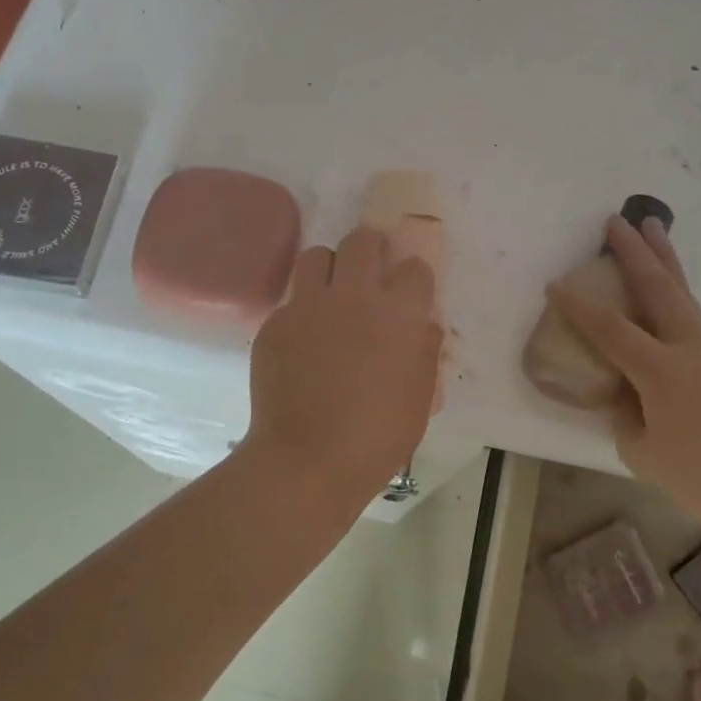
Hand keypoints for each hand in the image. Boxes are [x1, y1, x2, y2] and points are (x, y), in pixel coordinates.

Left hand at [248, 226, 442, 498]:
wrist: (309, 459)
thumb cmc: (379, 436)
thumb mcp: (421, 396)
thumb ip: (424, 351)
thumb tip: (421, 325)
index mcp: (400, 314)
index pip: (415, 268)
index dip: (413, 277)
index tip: (410, 291)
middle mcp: (355, 297)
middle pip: (363, 241)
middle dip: (371, 248)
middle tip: (370, 270)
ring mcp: (309, 306)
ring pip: (317, 255)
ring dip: (330, 268)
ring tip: (331, 294)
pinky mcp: (275, 322)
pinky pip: (291, 300)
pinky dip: (302, 311)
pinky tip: (303, 342)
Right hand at [550, 216, 700, 519]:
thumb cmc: (699, 477)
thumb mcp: (640, 449)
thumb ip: (622, 412)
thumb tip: (620, 390)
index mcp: (661, 370)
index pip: (610, 328)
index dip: (579, 306)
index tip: (555, 285)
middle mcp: (689, 347)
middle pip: (657, 287)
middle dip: (634, 251)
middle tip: (616, 220)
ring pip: (682, 291)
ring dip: (663, 257)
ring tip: (652, 226)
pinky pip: (692, 311)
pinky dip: (675, 287)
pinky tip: (667, 285)